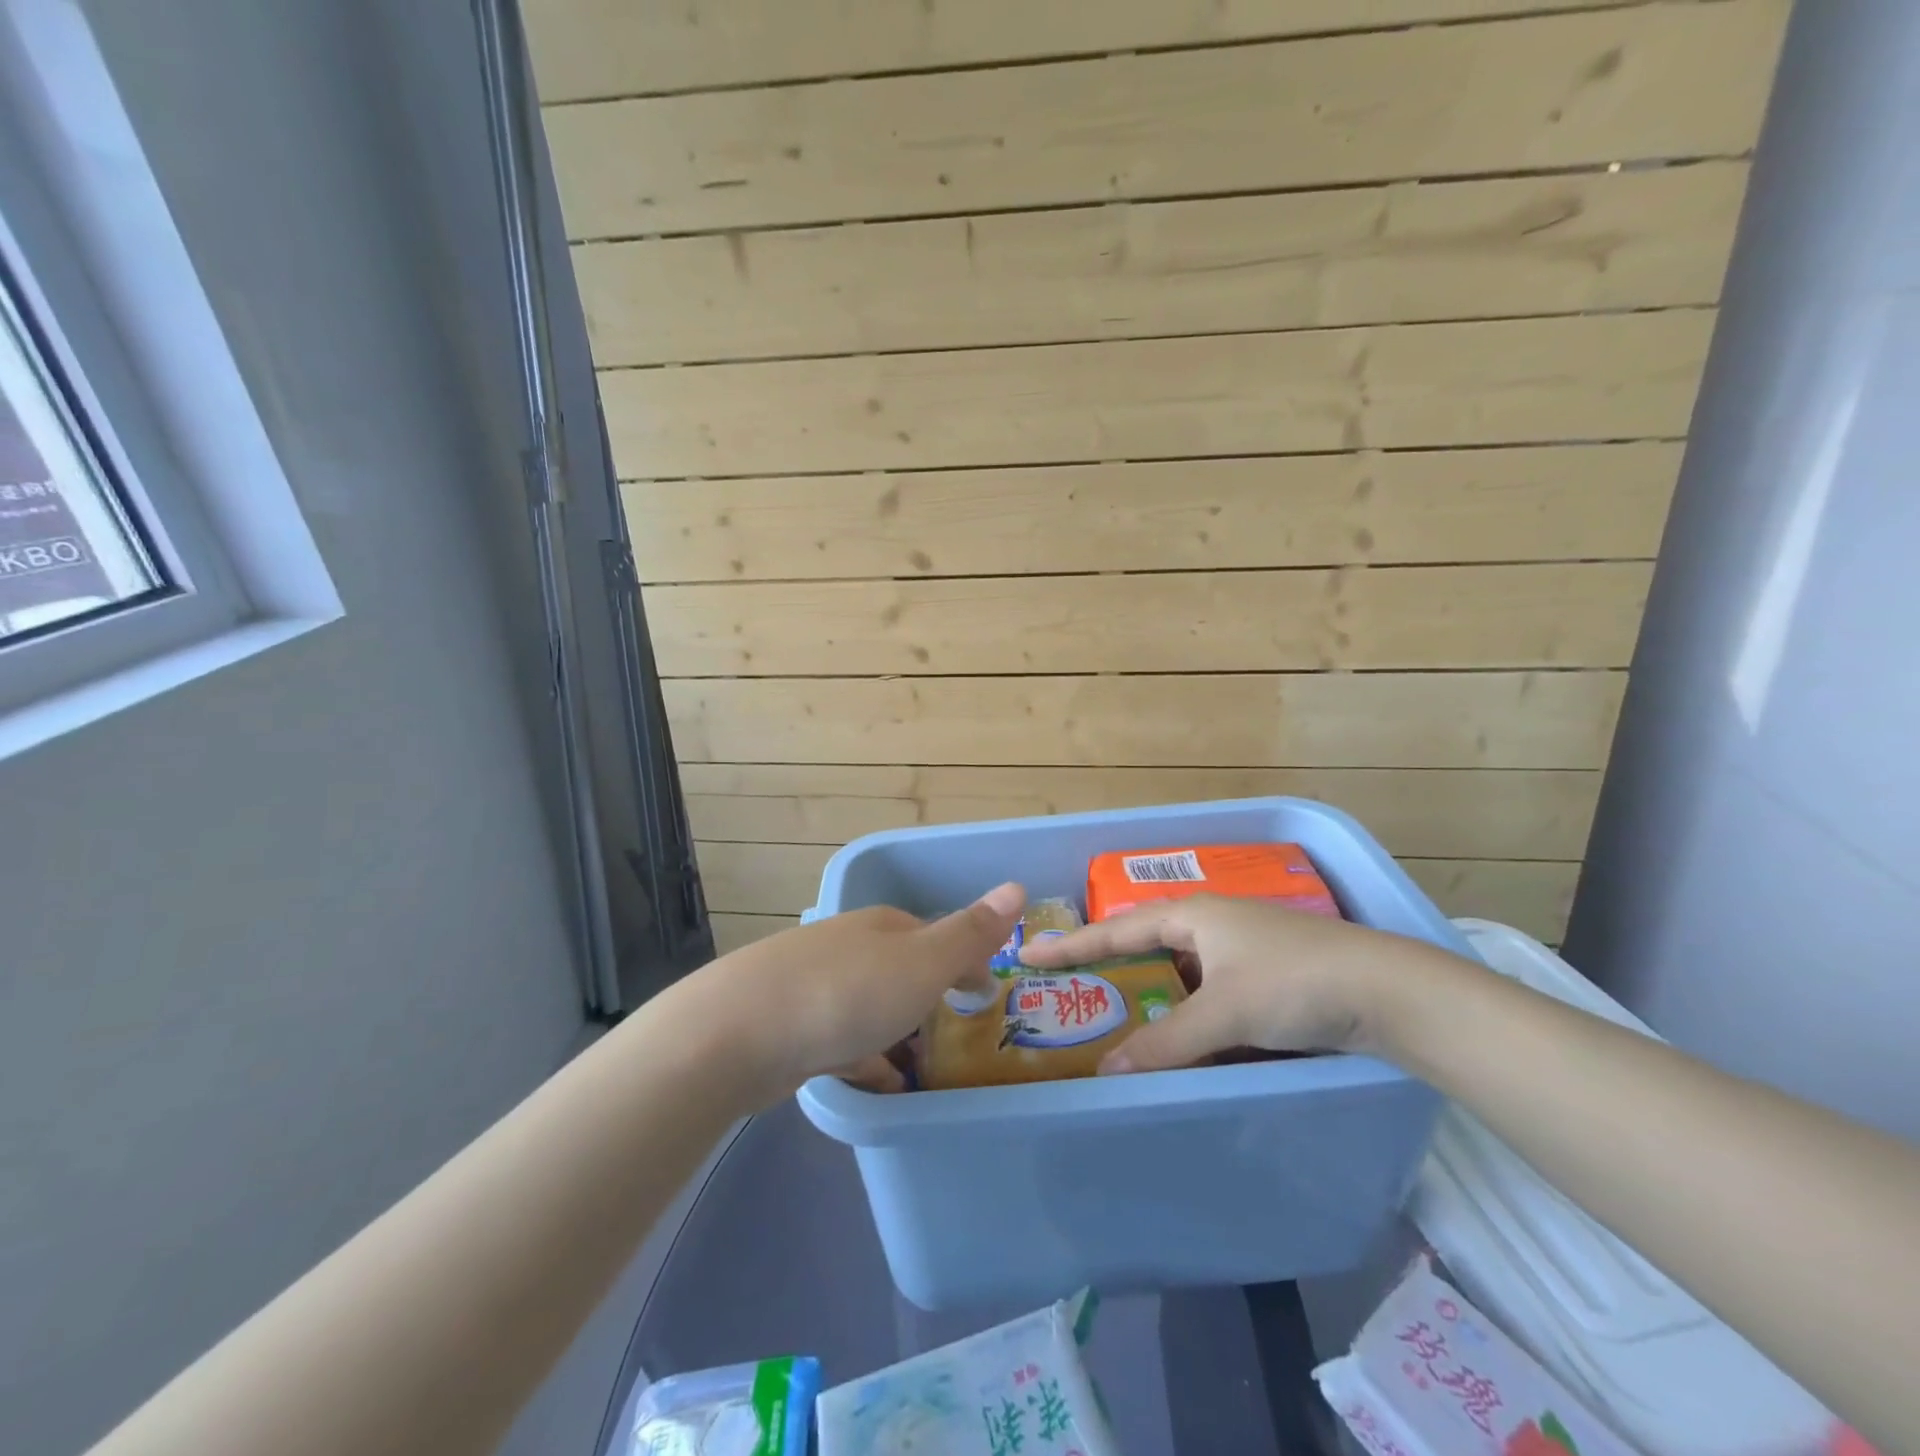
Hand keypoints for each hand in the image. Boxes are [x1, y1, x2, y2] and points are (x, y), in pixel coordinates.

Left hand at [669, 883, 1025, 1098]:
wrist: (737, 1033)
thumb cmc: (846, 993)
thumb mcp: (922, 963)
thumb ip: (970, 932)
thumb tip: (1017, 886)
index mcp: (883, 926)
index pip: (935, 936)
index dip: (965, 962)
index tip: (985, 996)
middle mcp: (848, 946)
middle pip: (900, 969)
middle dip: (928, 997)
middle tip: (956, 1036)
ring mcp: (813, 983)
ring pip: (869, 1005)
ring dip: (896, 1031)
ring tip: (922, 1069)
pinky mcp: (787, 1024)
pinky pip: (839, 1038)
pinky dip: (863, 1058)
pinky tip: (877, 1085)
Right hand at [1016, 894, 1442, 1073]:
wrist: (1390, 993)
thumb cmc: (1295, 983)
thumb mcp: (1226, 1013)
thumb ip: (1167, 1042)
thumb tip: (1108, 1073)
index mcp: (1193, 915)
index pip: (1117, 930)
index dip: (1071, 944)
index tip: (1027, 954)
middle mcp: (1211, 926)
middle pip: (1145, 947)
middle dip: (1108, 968)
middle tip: (1070, 992)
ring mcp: (1240, 952)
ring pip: (1178, 974)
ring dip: (1149, 997)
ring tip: (1115, 1021)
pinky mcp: (1265, 980)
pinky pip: (1207, 995)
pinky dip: (1186, 1014)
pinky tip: (1177, 1039)